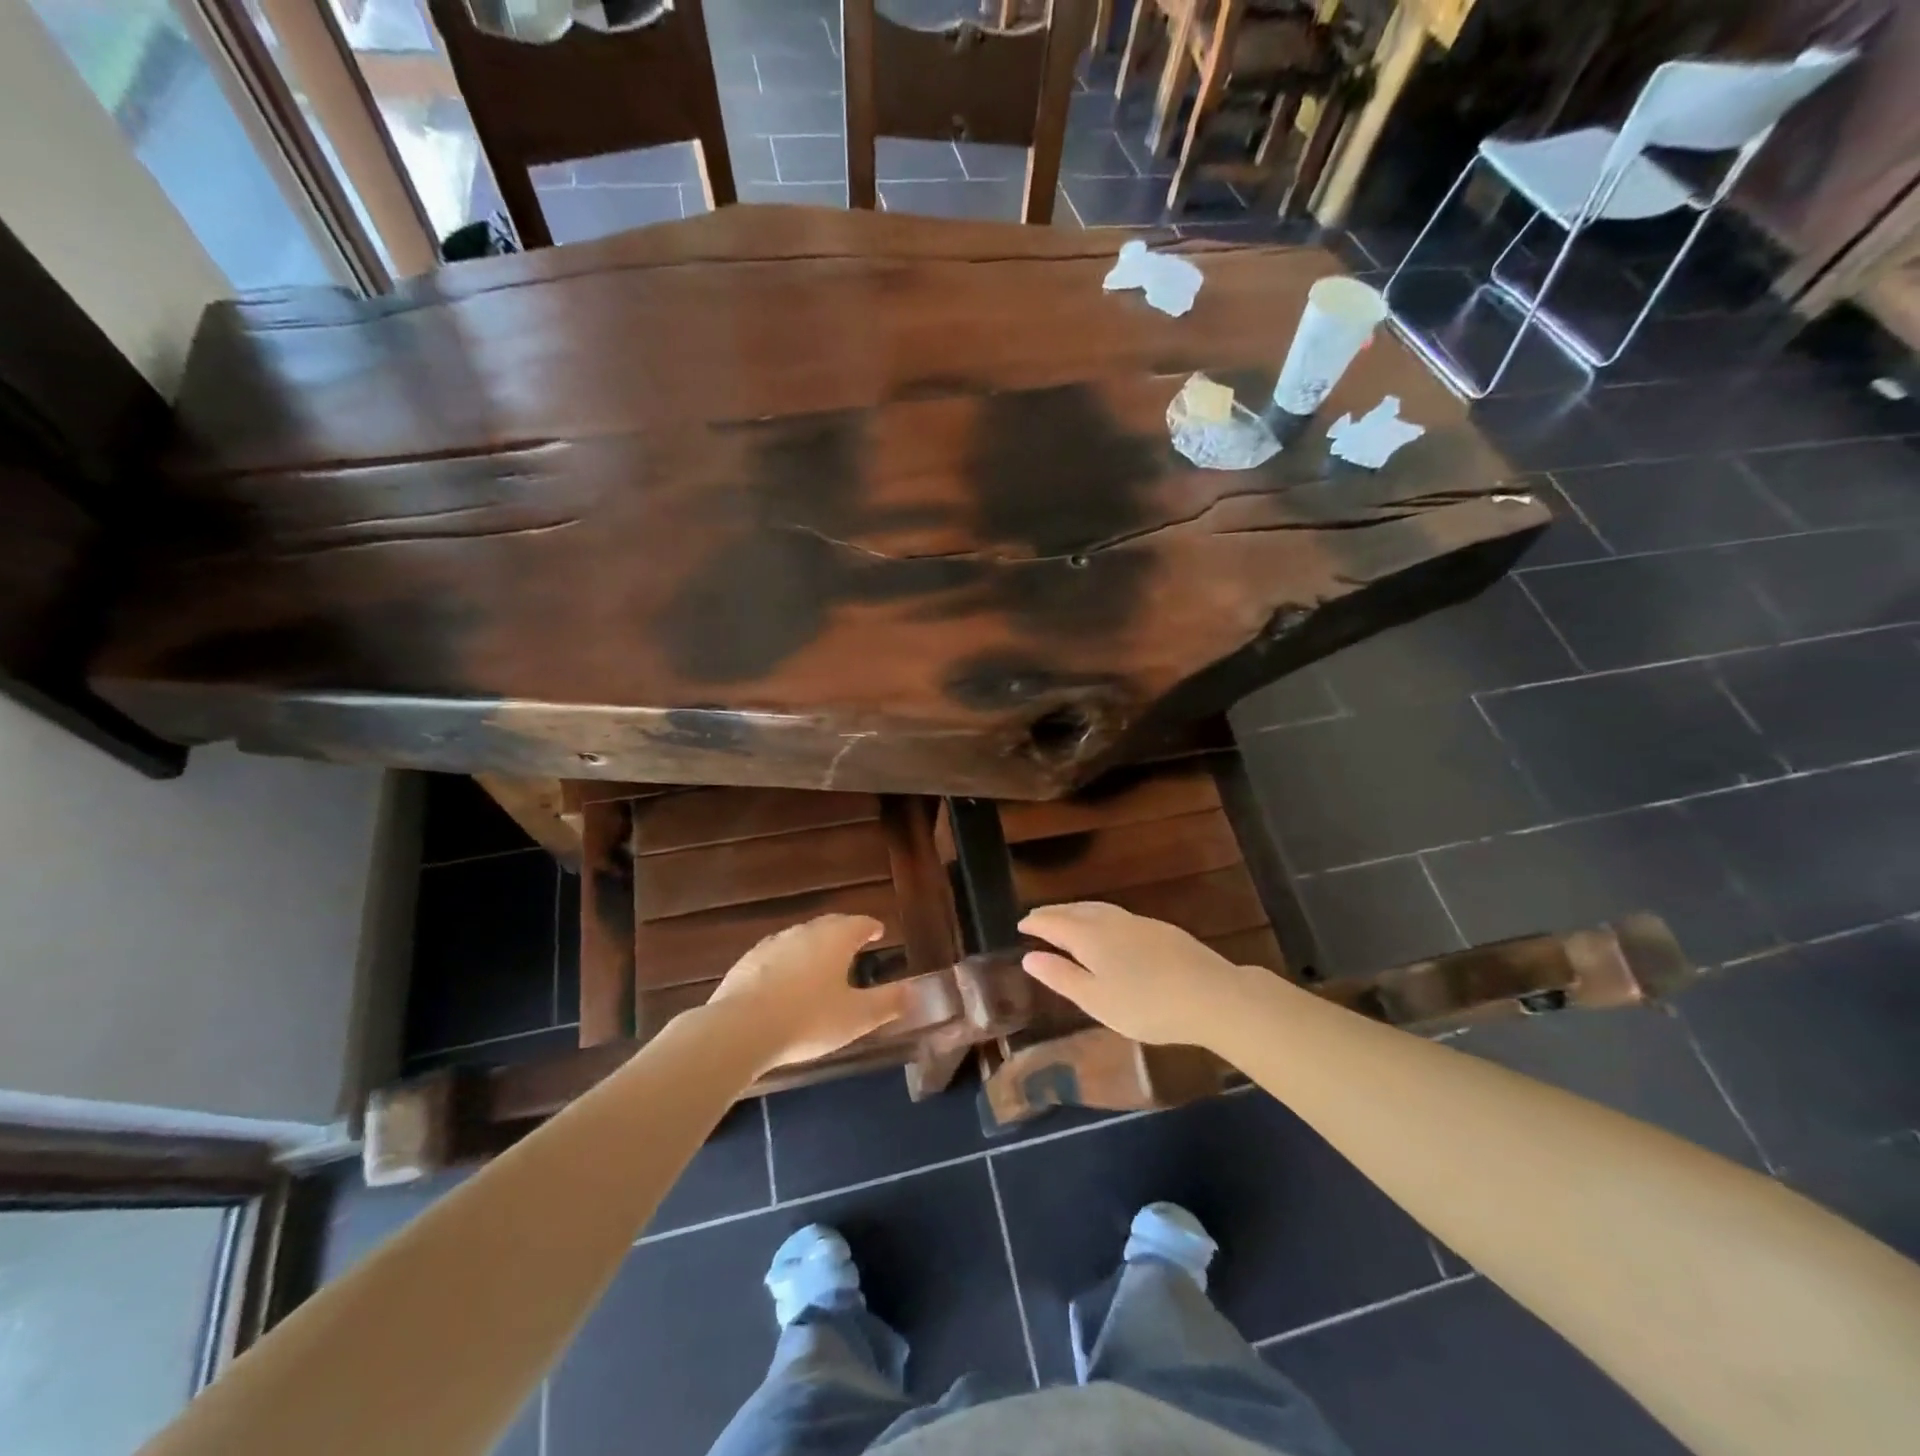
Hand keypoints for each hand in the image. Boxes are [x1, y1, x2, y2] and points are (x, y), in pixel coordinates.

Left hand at [711, 914, 905, 1066]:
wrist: (741, 1029)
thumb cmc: (809, 1019)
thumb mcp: (857, 1017)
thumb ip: (889, 1002)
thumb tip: (916, 991)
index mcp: (836, 938)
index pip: (860, 923)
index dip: (872, 927)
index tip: (879, 933)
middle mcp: (805, 932)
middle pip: (830, 925)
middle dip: (844, 932)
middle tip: (853, 945)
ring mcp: (772, 944)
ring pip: (800, 938)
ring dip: (814, 947)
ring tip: (821, 965)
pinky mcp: (747, 962)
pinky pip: (775, 956)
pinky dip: (787, 963)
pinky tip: (785, 983)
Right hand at [1019, 902, 1257, 1048]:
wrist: (1212, 995)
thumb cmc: (1147, 1005)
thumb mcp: (1096, 1000)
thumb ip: (1061, 977)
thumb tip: (1028, 956)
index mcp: (1090, 936)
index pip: (1054, 922)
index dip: (1036, 922)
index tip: (1021, 924)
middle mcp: (1111, 921)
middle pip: (1076, 910)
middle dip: (1054, 913)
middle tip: (1038, 918)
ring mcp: (1138, 922)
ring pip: (1098, 909)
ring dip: (1077, 911)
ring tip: (1067, 919)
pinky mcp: (1160, 930)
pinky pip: (1117, 915)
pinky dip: (1099, 917)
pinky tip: (1107, 931)